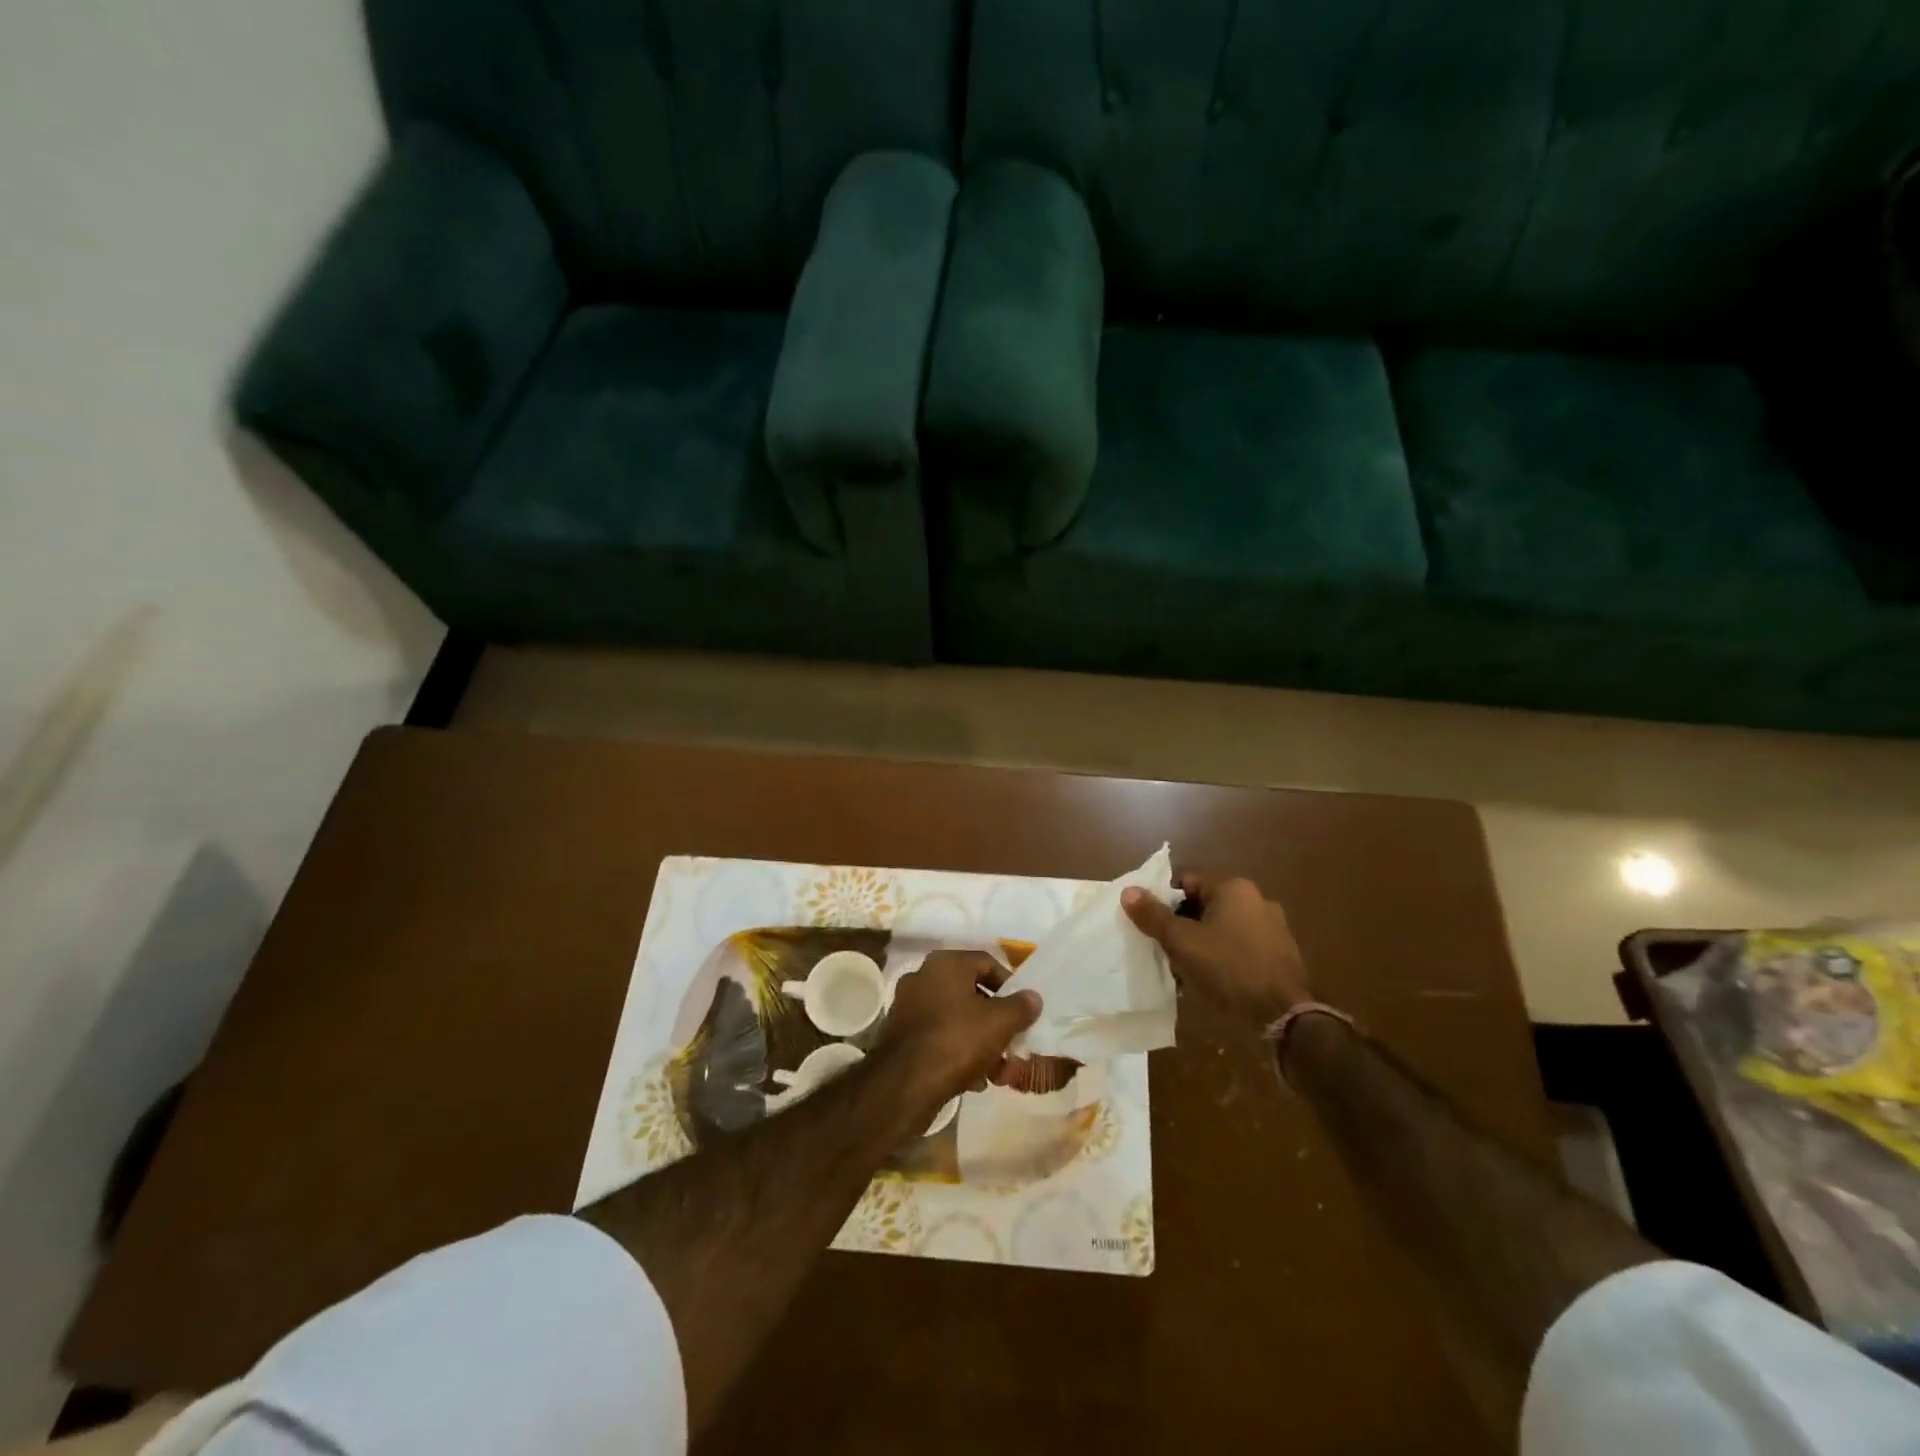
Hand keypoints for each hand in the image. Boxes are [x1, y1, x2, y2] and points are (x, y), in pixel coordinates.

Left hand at [877, 951, 1040, 1118]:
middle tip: (1013, 1043)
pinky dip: (958, 1052)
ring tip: (999, 1071)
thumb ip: (1021, 1007)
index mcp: (945, 964)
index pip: (986, 962)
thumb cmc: (957, 1040)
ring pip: (956, 1018)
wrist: (904, 1084)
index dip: (1010, 984)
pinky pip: (939, 1036)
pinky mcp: (901, 1035)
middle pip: (971, 993)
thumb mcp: (999, 1023)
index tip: (1024, 1009)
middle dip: (996, 1021)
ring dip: (981, 1041)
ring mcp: (909, 1006)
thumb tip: (1033, 997)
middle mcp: (923, 977)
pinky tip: (974, 1080)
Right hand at [1122, 873, 1311, 1029]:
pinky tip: (1211, 980)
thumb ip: (1153, 915)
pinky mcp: (1280, 955)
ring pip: (1222, 928)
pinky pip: (1240, 947)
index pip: (1186, 882)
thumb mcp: (1182, 942)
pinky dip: (1223, 957)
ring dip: (1202, 943)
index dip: (1163, 900)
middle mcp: (1256, 900)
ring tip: (1184, 968)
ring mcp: (1273, 928)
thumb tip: (1128, 891)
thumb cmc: (1228, 969)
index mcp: (1234, 888)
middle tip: (1164, 947)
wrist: (1283, 1016)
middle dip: (1182, 925)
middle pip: (1204, 905)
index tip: (1149, 923)